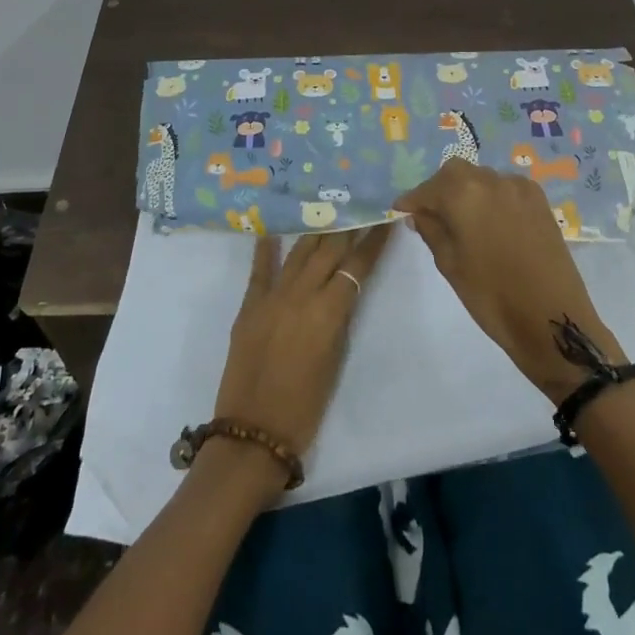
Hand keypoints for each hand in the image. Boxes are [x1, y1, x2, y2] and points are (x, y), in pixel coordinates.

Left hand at [213, 227, 392, 471]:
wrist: (252, 432)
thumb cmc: (304, 407)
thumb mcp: (334, 361)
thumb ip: (338, 320)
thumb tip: (342, 292)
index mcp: (328, 312)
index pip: (358, 266)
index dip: (374, 241)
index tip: (386, 217)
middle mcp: (301, 294)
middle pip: (329, 250)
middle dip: (347, 224)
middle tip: (358, 201)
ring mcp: (272, 296)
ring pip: (299, 252)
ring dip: (315, 229)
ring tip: (326, 206)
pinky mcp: (248, 306)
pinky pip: (259, 270)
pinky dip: (266, 248)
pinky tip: (271, 228)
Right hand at [396, 159, 623, 400]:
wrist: (552, 318)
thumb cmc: (492, 296)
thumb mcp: (450, 265)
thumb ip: (431, 231)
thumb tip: (419, 215)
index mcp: (464, 193)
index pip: (428, 188)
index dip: (412, 200)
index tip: (401, 211)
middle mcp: (491, 180)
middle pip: (456, 173)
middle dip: (440, 189)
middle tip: (430, 214)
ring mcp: (519, 188)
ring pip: (482, 178)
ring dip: (467, 191)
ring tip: (461, 219)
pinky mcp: (540, 201)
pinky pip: (506, 188)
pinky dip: (492, 197)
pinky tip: (490, 221)